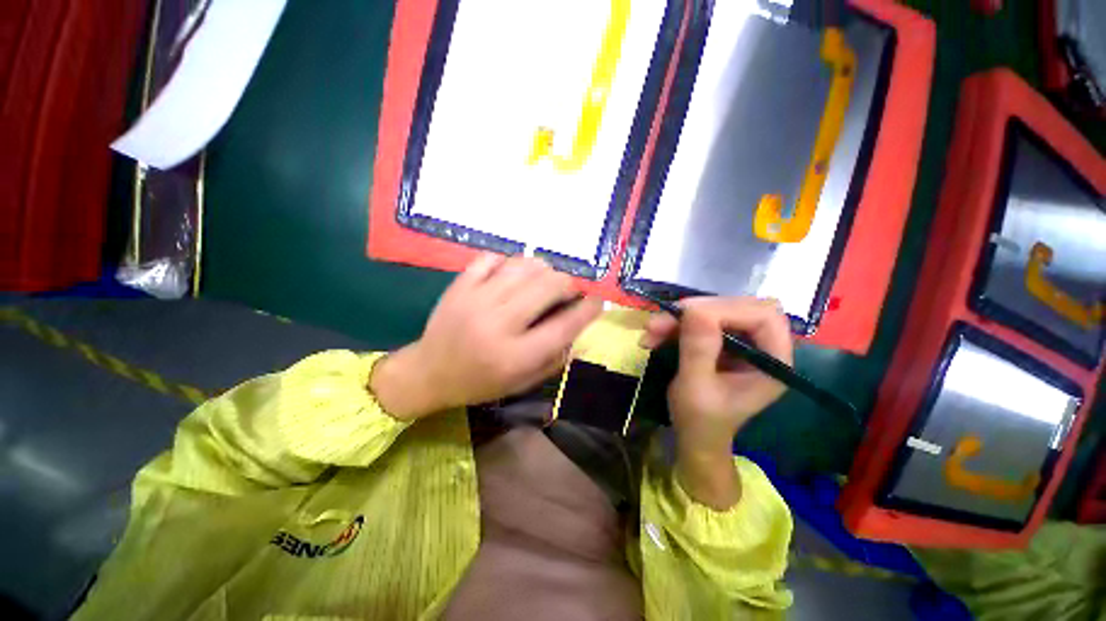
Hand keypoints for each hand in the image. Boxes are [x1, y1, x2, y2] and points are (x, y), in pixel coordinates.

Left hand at [370, 254, 601, 420]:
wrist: (429, 372)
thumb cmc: (480, 382)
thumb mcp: (522, 383)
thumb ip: (555, 359)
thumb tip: (578, 329)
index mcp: (516, 355)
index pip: (565, 325)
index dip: (588, 309)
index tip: (598, 301)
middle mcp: (499, 323)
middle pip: (549, 286)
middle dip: (568, 284)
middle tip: (568, 291)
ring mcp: (476, 299)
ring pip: (524, 266)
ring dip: (543, 270)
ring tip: (543, 281)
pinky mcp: (460, 285)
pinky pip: (492, 258)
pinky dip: (509, 263)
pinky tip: (511, 275)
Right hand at [640, 297, 792, 508]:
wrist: (695, 436)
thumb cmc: (700, 421)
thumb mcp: (696, 388)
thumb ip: (698, 350)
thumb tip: (693, 309)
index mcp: (772, 361)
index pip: (762, 316)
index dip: (725, 309)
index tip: (684, 316)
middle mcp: (763, 346)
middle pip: (736, 307)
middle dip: (695, 312)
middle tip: (659, 322)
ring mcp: (742, 342)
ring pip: (715, 311)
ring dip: (679, 318)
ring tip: (650, 330)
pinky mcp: (722, 341)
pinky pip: (700, 321)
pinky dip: (675, 325)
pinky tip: (654, 337)